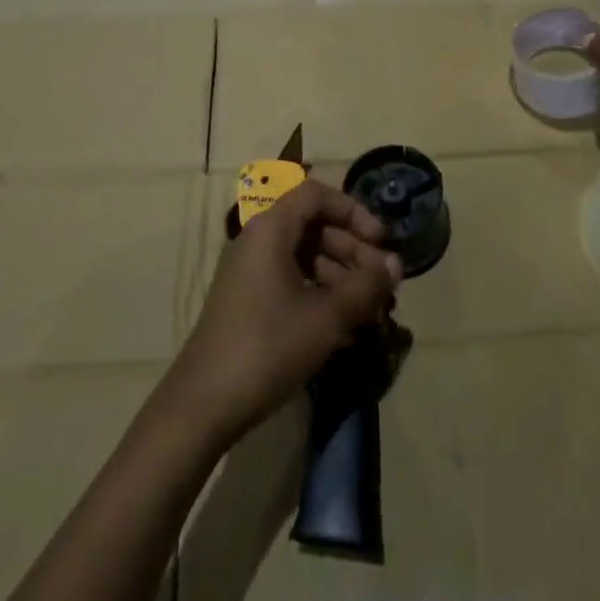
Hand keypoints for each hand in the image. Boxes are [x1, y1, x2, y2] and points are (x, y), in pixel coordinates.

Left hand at [168, 179, 401, 443]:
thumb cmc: (268, 346)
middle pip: (314, 226)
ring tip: (372, 312)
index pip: (317, 195)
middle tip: (384, 285)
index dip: (354, 211)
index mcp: (271, 228)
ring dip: (342, 277)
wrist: (203, 406)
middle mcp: (258, 241)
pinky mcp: (249, 302)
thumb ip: (366, 286)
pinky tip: (347, 329)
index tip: (381, 241)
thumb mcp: (327, 316)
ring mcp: (251, 272)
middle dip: (354, 251)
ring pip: (306, 257)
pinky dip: (321, 296)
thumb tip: (396, 265)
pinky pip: (293, 282)